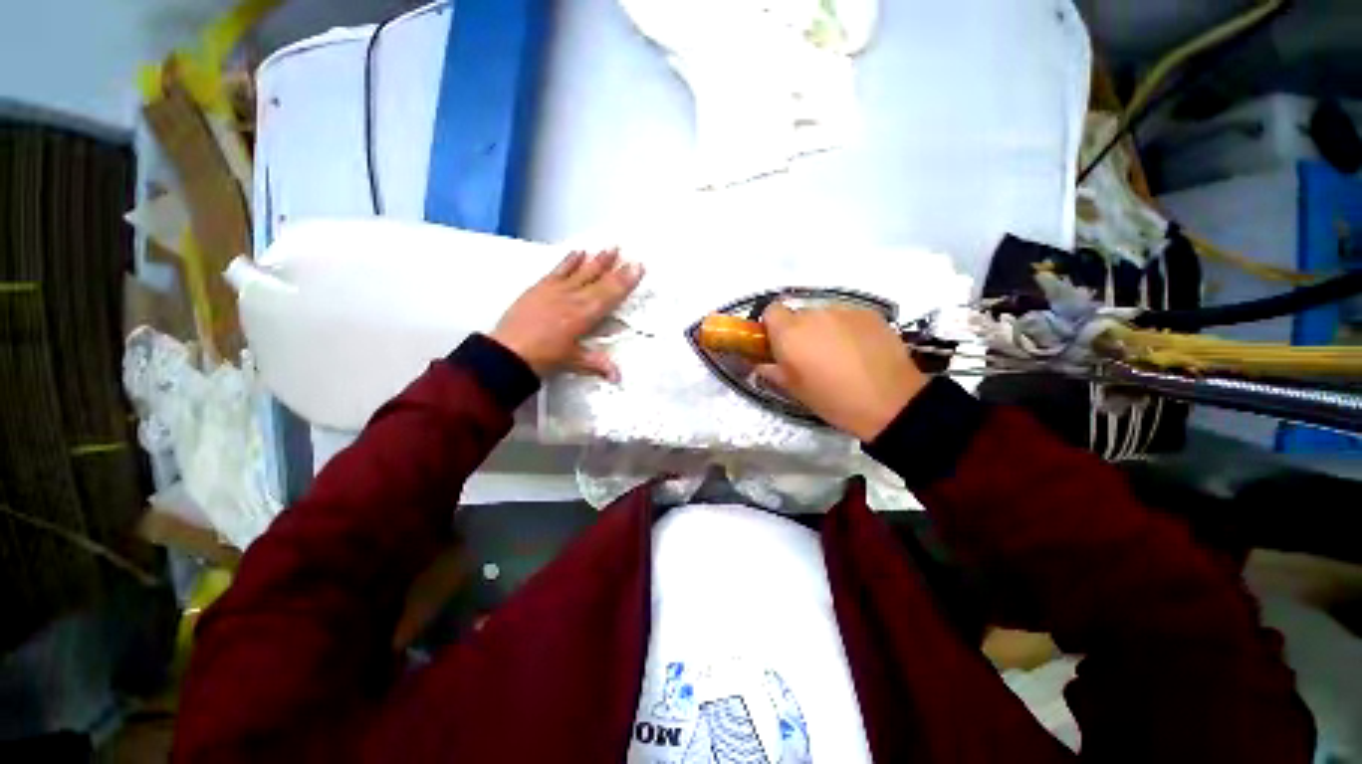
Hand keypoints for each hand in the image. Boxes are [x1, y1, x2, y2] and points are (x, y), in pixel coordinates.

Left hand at [491, 249, 643, 381]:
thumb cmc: (544, 358)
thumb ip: (598, 364)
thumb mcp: (574, 361)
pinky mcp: (539, 288)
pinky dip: (569, 261)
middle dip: (615, 267)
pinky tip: (578, 252)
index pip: (610, 295)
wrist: (508, 352)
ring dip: (596, 260)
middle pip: (598, 280)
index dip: (625, 281)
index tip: (637, 267)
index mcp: (584, 315)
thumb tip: (617, 377)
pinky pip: (558, 270)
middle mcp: (573, 298)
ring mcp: (555, 290)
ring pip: (581, 271)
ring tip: (609, 248)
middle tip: (628, 254)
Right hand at [756, 304, 927, 440]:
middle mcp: (814, 314)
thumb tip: (761, 362)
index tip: (780, 344)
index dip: (773, 326)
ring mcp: (844, 310)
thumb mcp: (794, 390)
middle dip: (800, 330)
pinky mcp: (869, 313)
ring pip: (824, 314)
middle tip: (811, 355)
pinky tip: (860, 351)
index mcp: (790, 332)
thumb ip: (771, 370)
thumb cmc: (832, 399)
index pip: (771, 310)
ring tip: (840, 355)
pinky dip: (848, 329)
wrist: (889, 402)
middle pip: (799, 314)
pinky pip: (848, 316)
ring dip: (824, 329)